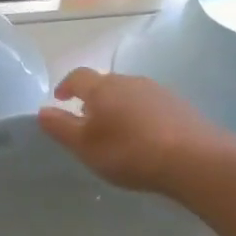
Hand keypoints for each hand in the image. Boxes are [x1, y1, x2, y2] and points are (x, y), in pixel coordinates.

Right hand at [37, 68, 234, 194]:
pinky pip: (150, 106)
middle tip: (87, 121)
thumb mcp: (86, 146)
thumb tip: (42, 110)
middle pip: (105, 84)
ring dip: (118, 107)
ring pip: (129, 94)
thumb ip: (62, 128)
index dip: (65, 85)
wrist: (192, 158)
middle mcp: (130, 81)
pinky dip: (140, 116)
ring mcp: (157, 91)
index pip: (78, 77)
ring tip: (115, 131)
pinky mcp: (178, 105)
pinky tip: (143, 137)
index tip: (59, 98)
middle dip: (93, 99)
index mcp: (102, 88)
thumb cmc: (129, 152)